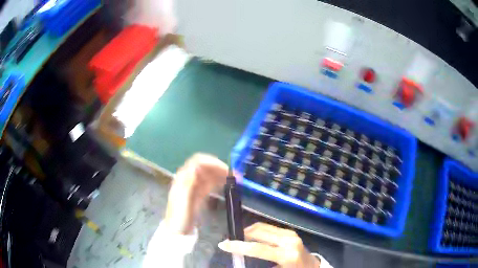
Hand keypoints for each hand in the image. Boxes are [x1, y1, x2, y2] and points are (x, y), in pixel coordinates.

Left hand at [164, 153, 227, 234]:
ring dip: (221, 174)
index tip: (225, 169)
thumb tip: (194, 167)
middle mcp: (189, 179)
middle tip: (235, 174)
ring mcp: (195, 187)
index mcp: (183, 178)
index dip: (212, 162)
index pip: (198, 162)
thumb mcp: (182, 200)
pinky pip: (211, 184)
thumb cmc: (179, 217)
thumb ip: (188, 183)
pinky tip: (227, 184)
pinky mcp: (200, 195)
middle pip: (205, 167)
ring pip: (210, 175)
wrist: (178, 231)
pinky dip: (220, 182)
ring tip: (235, 179)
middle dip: (220, 168)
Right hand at [218, 222, 320, 267]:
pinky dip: (256, 232)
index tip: (223, 244)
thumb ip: (259, 265)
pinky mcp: (290, 232)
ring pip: (262, 227)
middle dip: (241, 235)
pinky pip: (269, 228)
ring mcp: (290, 234)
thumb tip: (241, 261)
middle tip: (229, 242)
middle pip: (259, 232)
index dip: (238, 246)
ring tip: (238, 240)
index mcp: (287, 255)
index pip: (258, 248)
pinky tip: (251, 239)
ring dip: (248, 232)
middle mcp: (289, 240)